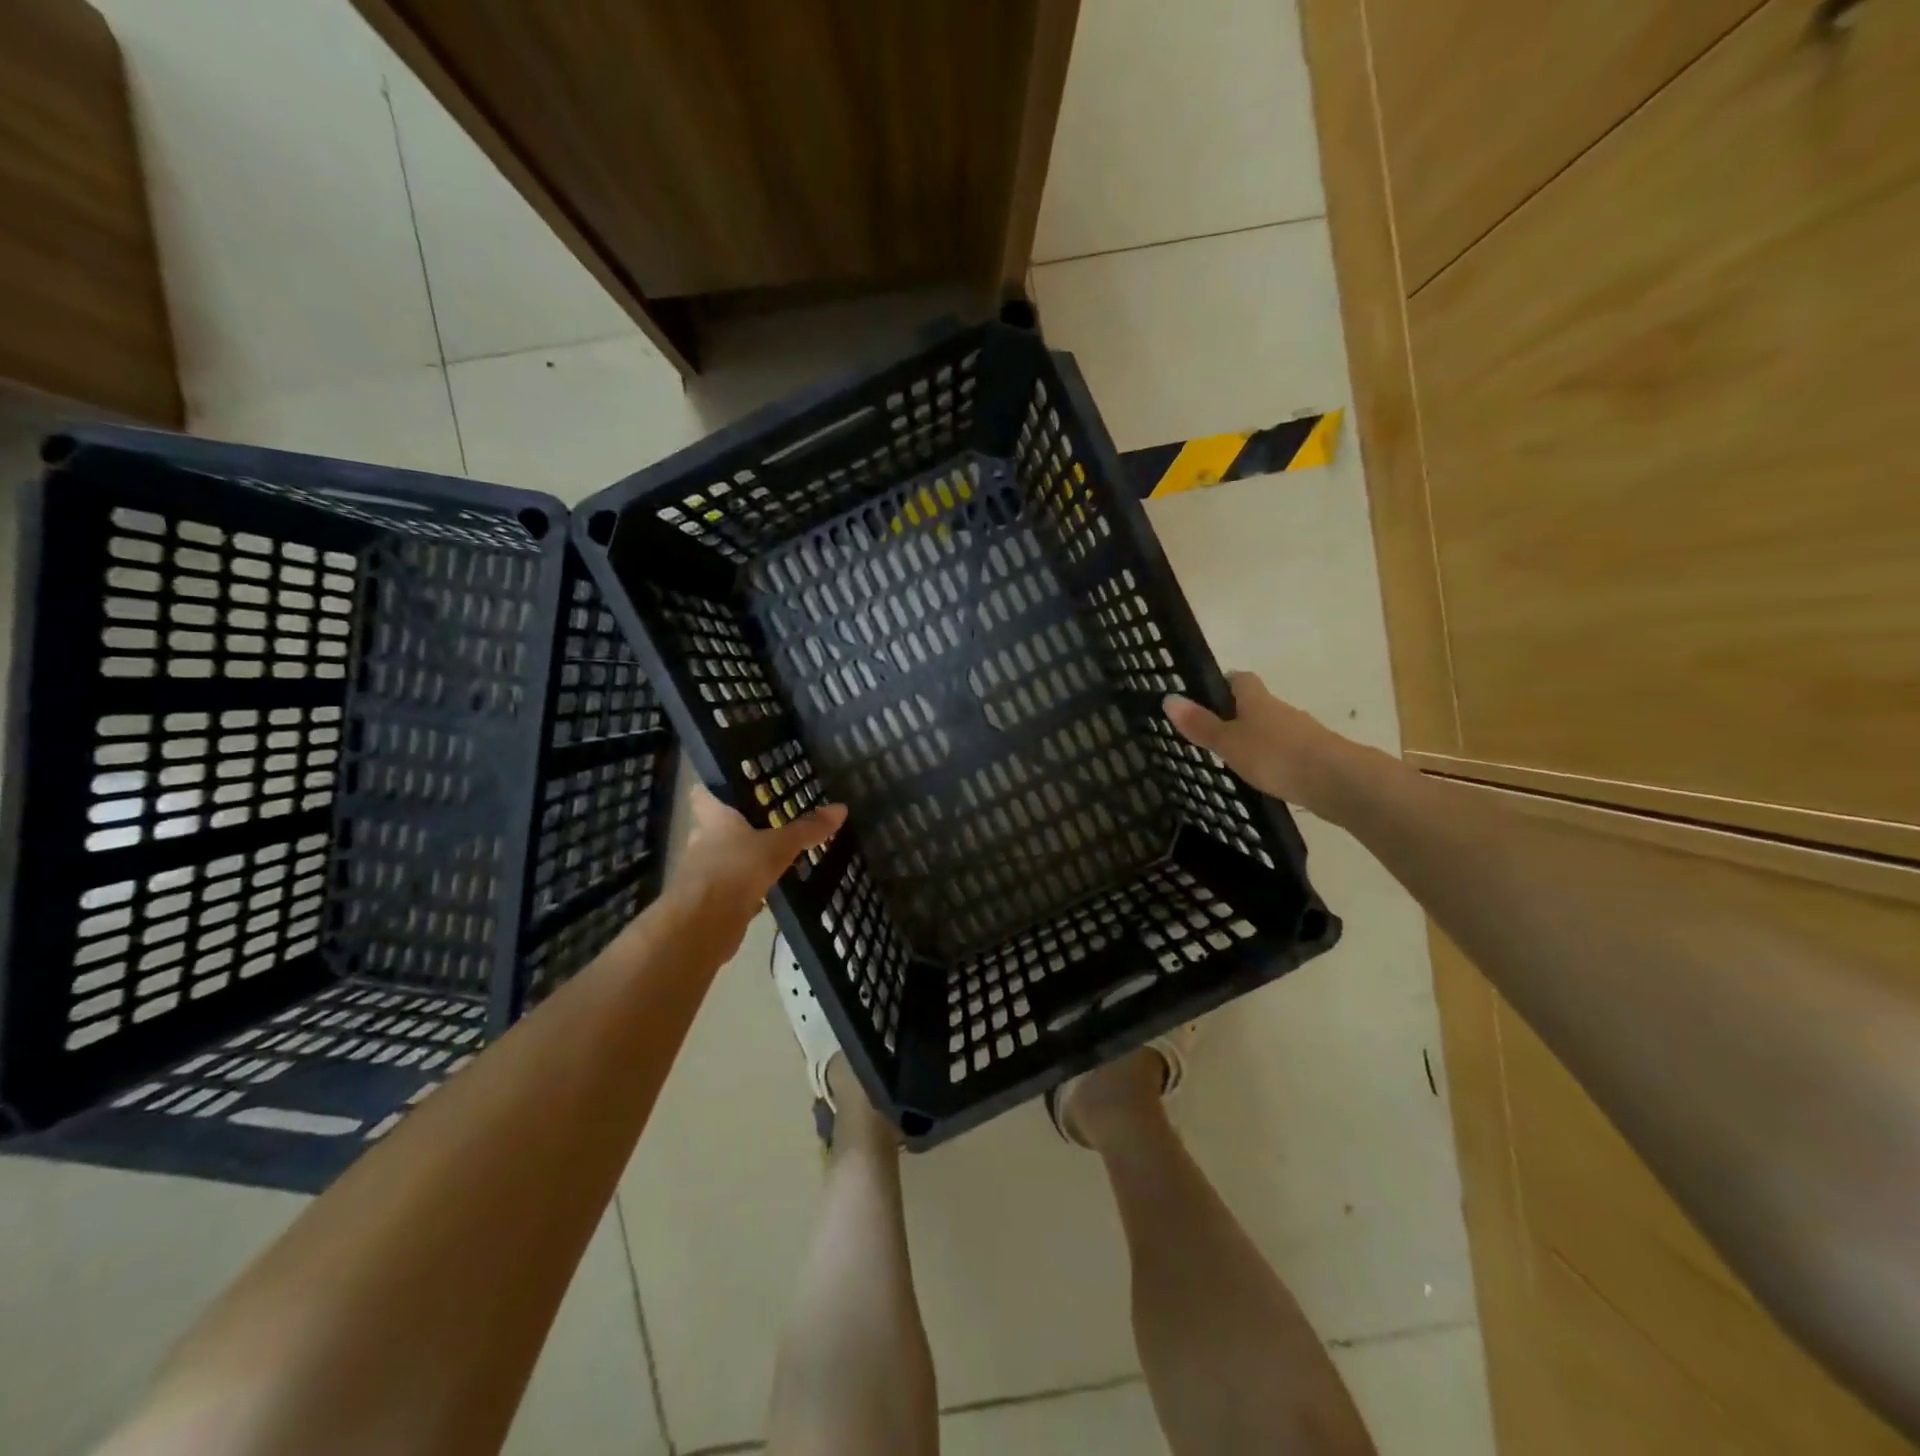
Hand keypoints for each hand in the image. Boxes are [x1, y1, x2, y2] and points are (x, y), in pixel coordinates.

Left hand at [671, 785, 847, 922]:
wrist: (704, 924)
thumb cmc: (737, 868)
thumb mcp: (779, 846)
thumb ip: (807, 829)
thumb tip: (841, 808)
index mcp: (713, 819)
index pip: (703, 794)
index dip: (715, 788)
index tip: (735, 787)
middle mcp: (702, 842)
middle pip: (716, 828)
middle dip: (738, 828)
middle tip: (768, 823)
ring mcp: (701, 874)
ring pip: (723, 859)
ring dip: (742, 860)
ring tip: (772, 857)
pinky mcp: (708, 902)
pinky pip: (729, 889)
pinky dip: (745, 890)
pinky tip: (766, 892)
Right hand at [1164, 671, 1376, 820]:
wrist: (1338, 781)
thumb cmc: (1276, 755)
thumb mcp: (1229, 743)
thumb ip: (1201, 725)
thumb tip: (1168, 698)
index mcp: (1257, 700)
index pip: (1239, 679)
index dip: (1223, 684)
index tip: (1206, 698)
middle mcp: (1281, 710)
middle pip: (1257, 704)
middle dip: (1237, 715)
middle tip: (1214, 733)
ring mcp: (1302, 733)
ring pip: (1273, 728)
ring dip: (1257, 738)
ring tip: (1236, 760)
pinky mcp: (1316, 756)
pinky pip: (1288, 751)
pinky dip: (1275, 759)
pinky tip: (1266, 776)